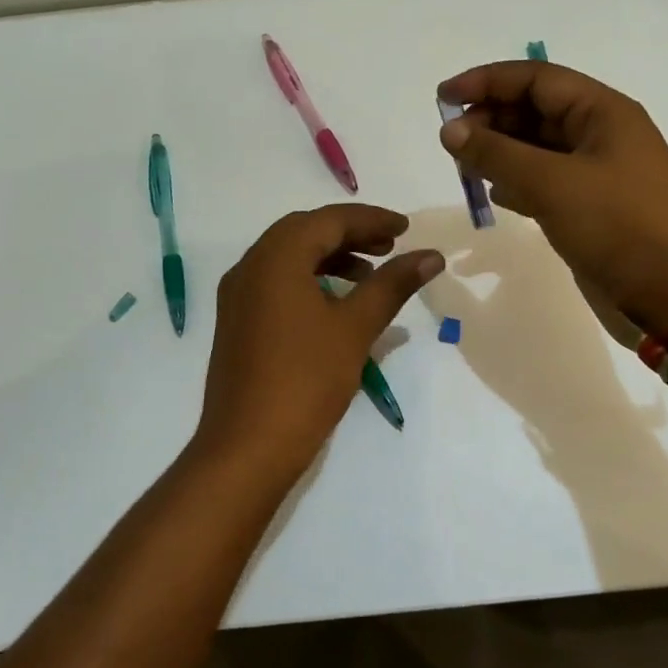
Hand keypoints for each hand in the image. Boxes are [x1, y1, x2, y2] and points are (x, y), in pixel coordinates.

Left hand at [194, 204, 445, 473]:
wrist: (248, 447)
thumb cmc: (306, 380)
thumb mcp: (355, 327)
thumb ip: (392, 284)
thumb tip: (430, 256)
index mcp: (275, 257)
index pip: (328, 220)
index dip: (370, 220)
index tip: (406, 229)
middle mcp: (249, 266)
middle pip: (305, 232)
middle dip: (350, 234)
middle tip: (390, 248)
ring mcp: (238, 296)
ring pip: (288, 258)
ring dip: (330, 257)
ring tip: (370, 277)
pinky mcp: (237, 322)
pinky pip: (276, 283)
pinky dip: (309, 280)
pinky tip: (336, 305)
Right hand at [436, 61, 667, 336]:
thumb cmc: (621, 226)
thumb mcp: (553, 183)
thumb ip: (497, 153)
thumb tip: (450, 130)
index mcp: (601, 112)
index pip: (535, 78)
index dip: (486, 81)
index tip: (442, 98)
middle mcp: (599, 135)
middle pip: (534, 111)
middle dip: (490, 119)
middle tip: (450, 142)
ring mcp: (596, 174)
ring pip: (536, 149)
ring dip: (499, 152)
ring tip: (463, 167)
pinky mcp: (590, 210)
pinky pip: (544, 183)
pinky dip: (515, 184)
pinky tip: (494, 195)